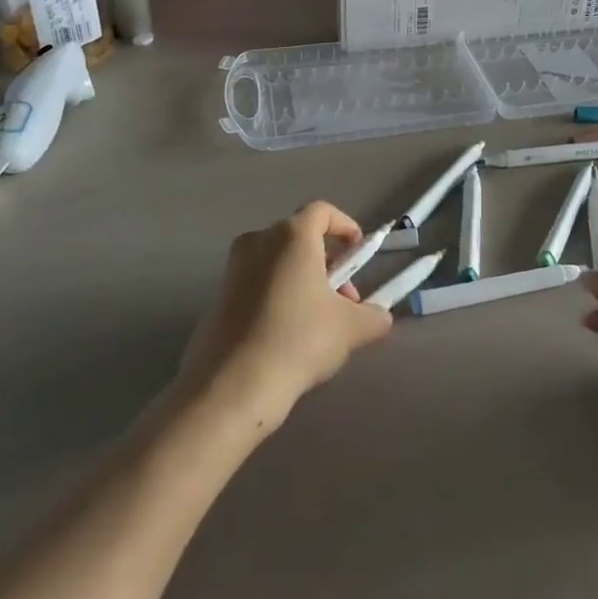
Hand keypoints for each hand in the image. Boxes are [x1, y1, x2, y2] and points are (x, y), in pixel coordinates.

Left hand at [177, 202, 392, 432]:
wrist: (232, 387)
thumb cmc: (298, 340)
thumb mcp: (351, 328)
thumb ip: (374, 315)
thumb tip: (379, 316)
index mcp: (291, 236)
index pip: (322, 211)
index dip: (346, 227)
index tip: (359, 255)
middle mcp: (258, 241)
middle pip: (300, 238)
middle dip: (328, 262)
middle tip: (344, 298)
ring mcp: (233, 269)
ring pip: (278, 262)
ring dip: (303, 281)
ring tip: (320, 321)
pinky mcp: (218, 298)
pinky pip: (257, 283)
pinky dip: (278, 296)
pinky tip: (289, 334)